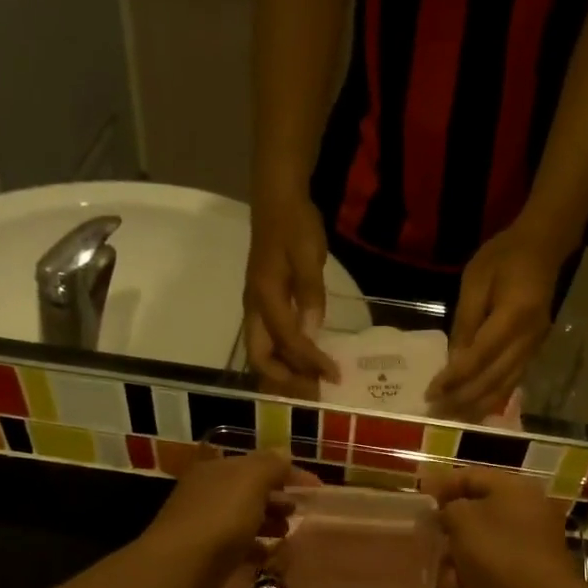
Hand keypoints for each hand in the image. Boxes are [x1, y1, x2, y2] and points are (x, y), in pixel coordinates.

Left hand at [140, 449, 301, 587]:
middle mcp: (208, 492)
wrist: (179, 569)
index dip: (289, 472)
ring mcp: (204, 523)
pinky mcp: (205, 554)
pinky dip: (255, 548)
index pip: (259, 463)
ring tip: (288, 534)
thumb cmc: (219, 519)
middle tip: (300, 512)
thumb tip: (284, 455)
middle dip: (277, 498)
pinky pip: (237, 545)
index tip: (317, 489)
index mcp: (218, 469)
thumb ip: (271, 465)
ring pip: (244, 518)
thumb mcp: (251, 482)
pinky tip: (270, 557)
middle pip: (250, 490)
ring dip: (268, 522)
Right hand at [244, 195, 338, 397]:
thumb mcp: (308, 256)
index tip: (334, 375)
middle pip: (261, 358)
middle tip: (314, 389)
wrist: (277, 198)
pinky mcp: (263, 305)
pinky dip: (286, 356)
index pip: (288, 341)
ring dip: (285, 371)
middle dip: (286, 379)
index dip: (311, 362)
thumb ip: (310, 295)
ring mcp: (256, 307)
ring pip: (263, 352)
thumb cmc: (294, 224)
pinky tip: (306, 359)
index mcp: (264, 297)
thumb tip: (311, 333)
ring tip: (312, 380)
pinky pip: (269, 340)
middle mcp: (254, 308)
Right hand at [422, 468, 582, 587]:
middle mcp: (526, 509)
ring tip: (443, 572)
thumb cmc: (497, 553)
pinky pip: (493, 564)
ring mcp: (530, 542)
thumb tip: (447, 512)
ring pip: (482, 541)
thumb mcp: (462, 520)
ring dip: (458, 555)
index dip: (440, 485)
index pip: (470, 476)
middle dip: (449, 526)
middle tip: (426, 538)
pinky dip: (474, 573)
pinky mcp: (528, 571)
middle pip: (477, 510)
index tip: (417, 499)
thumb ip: (447, 508)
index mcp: (514, 488)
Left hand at [428, 224, 566, 419]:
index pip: (479, 357)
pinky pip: (512, 383)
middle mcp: (529, 339)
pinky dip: (492, 399)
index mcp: (515, 316)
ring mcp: (535, 348)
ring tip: (451, 419)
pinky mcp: (535, 352)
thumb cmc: (504, 257)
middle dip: (462, 400)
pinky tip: (475, 410)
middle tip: (435, 414)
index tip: (431, 393)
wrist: (544, 247)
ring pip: (504, 387)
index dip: (454, 379)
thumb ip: (465, 322)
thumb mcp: (476, 280)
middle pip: (492, 380)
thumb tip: (453, 361)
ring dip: (476, 406)